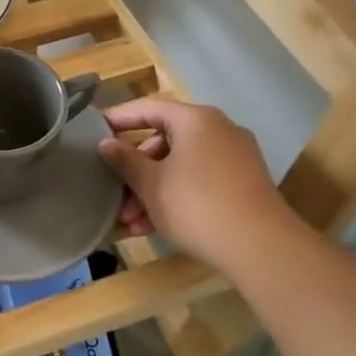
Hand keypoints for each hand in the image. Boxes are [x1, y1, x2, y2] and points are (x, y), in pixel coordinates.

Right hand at [97, 100, 298, 273]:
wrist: (261, 247)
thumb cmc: (196, 205)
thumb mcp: (151, 183)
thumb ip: (125, 160)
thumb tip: (105, 143)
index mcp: (196, 120)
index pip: (148, 108)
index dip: (119, 119)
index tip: (94, 132)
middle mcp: (218, 130)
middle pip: (164, 140)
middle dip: (135, 169)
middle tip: (114, 192)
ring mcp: (234, 157)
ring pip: (180, 165)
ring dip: (151, 190)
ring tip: (130, 221)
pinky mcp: (243, 183)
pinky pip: (199, 180)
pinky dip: (175, 196)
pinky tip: (154, 227)